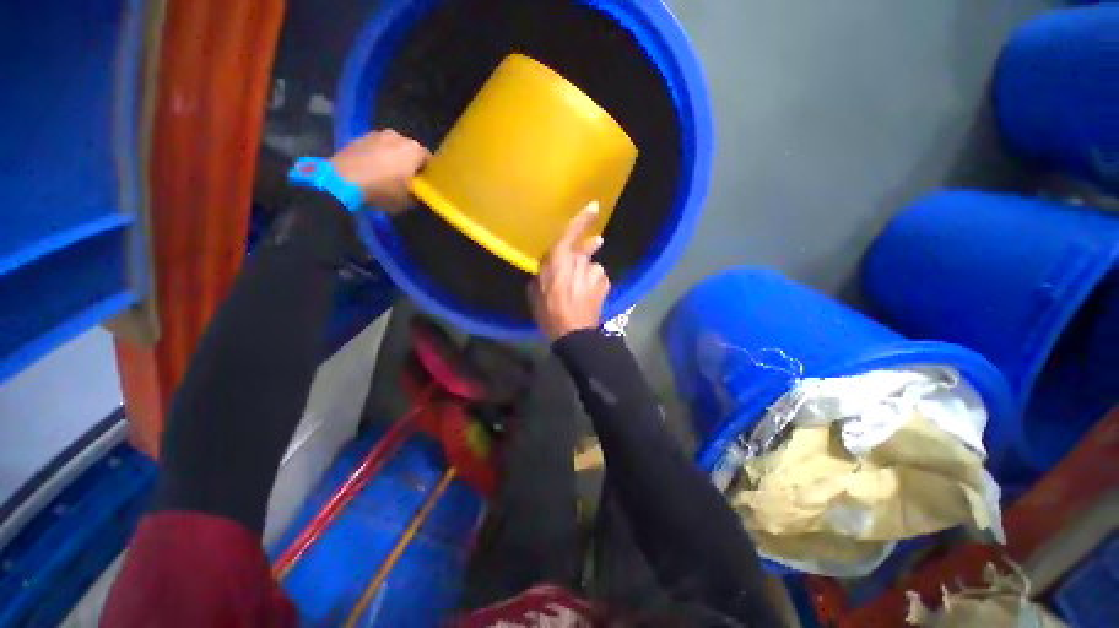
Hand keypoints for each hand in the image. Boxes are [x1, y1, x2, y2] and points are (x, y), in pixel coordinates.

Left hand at [330, 129, 430, 212]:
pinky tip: (373, 171)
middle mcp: (398, 136)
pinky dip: (377, 157)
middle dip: (410, 164)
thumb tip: (420, 193)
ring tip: (388, 175)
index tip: (425, 185)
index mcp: (415, 150)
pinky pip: (376, 148)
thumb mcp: (409, 201)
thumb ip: (420, 194)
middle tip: (407, 181)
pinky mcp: (359, 137)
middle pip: (410, 151)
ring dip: (393, 159)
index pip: (430, 161)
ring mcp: (377, 134)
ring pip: (392, 148)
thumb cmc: (383, 190)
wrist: (343, 181)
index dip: (428, 174)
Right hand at [529, 202, 610, 340]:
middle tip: (583, 257)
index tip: (594, 206)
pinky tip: (589, 296)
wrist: (574, 332)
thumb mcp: (535, 291)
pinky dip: (594, 283)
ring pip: (591, 266)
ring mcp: (596, 272)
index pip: (572, 233)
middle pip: (584, 249)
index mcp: (560, 259)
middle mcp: (580, 260)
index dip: (583, 218)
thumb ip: (541, 272)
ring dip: (587, 273)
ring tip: (580, 292)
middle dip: (584, 252)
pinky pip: (599, 278)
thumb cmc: (549, 311)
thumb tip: (548, 264)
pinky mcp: (606, 283)